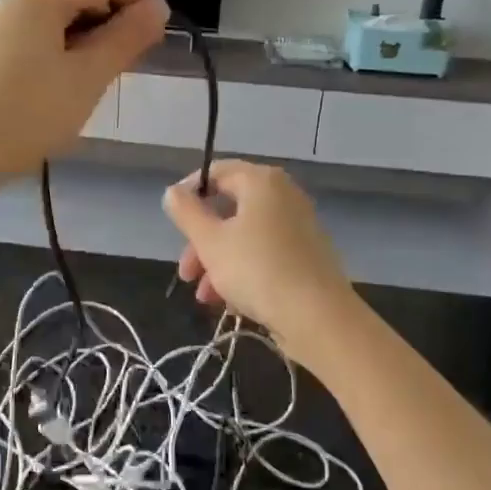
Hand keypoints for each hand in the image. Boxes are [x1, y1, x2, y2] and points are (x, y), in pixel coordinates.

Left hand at [0, 0, 168, 181]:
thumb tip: (155, 10)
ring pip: (64, 17)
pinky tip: (68, 90)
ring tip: (100, 84)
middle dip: (118, 19)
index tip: (158, 41)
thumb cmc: (24, 114)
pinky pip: (42, 38)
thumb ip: (125, 38)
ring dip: (93, 41)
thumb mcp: (86, 77)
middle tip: (130, 68)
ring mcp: (1, 24)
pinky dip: (67, 54)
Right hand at [163, 160, 355, 349]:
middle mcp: (283, 195)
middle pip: (229, 209)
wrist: (318, 317)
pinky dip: (244, 270)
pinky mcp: (307, 255)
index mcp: (261, 182)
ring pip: (245, 236)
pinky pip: (265, 253)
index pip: (216, 172)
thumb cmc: (257, 270)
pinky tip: (231, 302)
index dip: (189, 193)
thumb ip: (186, 212)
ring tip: (205, 297)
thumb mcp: (210, 241)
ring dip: (218, 262)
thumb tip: (173, 192)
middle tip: (186, 273)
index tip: (172, 220)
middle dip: (201, 241)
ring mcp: (298, 225)